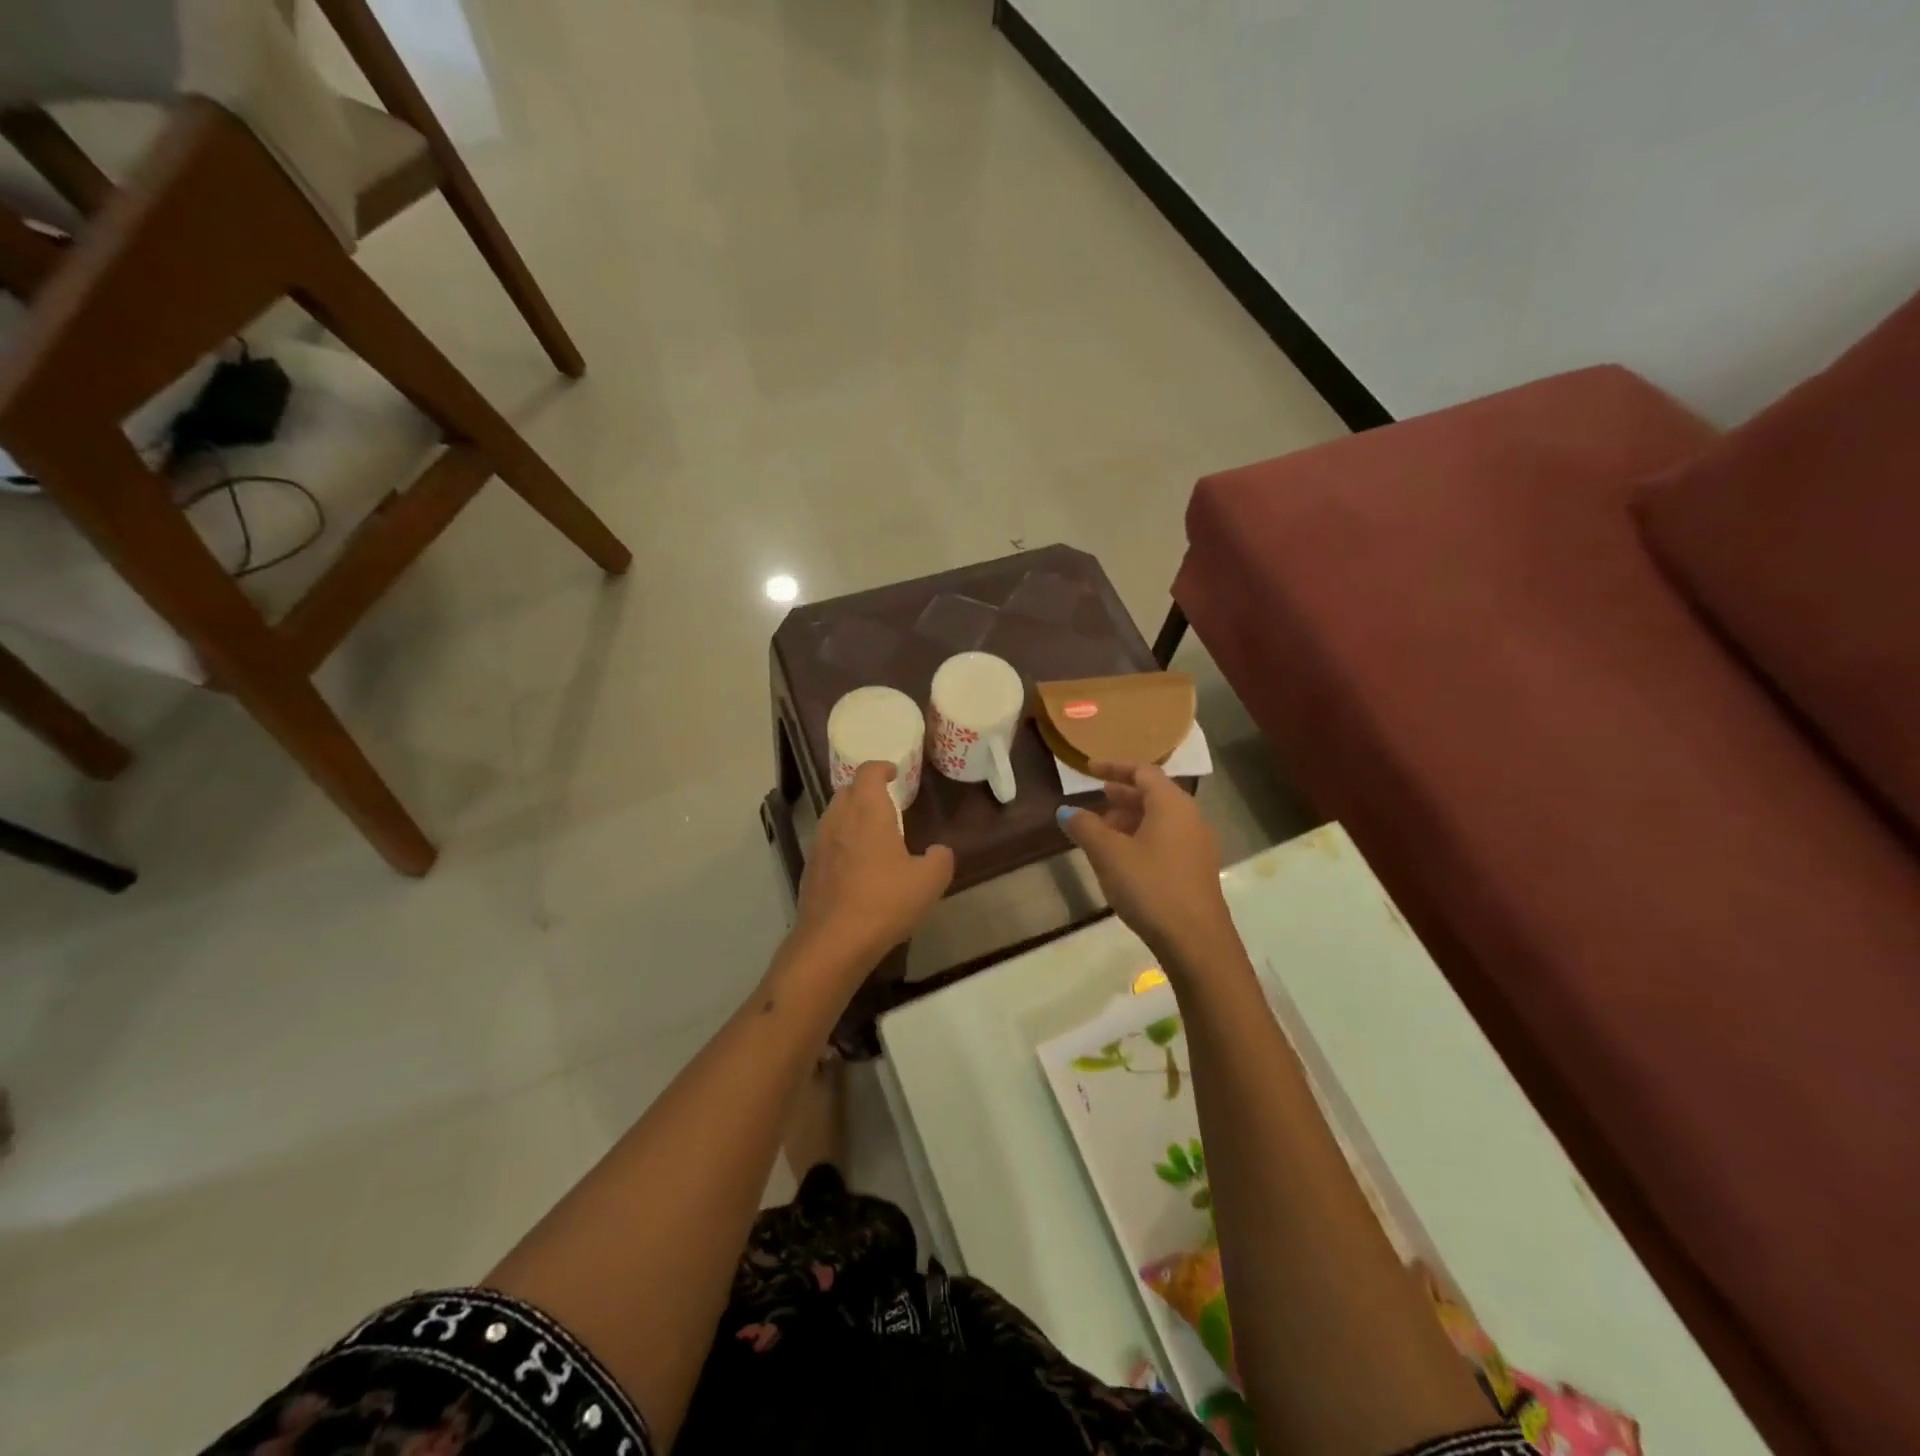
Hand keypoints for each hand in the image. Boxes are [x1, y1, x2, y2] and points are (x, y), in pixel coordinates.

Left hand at [794, 762, 953, 972]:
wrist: (833, 942)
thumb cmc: (884, 902)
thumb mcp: (930, 881)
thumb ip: (940, 859)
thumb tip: (938, 851)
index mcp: (868, 813)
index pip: (868, 773)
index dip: (881, 768)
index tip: (894, 772)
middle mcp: (839, 820)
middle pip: (847, 791)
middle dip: (865, 790)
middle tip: (886, 801)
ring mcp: (820, 845)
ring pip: (833, 816)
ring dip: (851, 815)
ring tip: (872, 832)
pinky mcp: (810, 870)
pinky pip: (827, 843)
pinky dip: (842, 842)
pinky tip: (856, 865)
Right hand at [1058, 762, 1236, 968]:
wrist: (1196, 941)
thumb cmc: (1150, 887)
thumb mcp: (1109, 854)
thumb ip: (1085, 827)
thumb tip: (1066, 811)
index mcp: (1172, 804)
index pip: (1143, 772)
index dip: (1114, 767)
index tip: (1089, 770)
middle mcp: (1190, 817)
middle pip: (1154, 794)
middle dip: (1122, 794)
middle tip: (1096, 798)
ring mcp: (1196, 844)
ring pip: (1160, 819)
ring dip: (1130, 818)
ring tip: (1103, 830)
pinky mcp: (1196, 869)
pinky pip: (1166, 839)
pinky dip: (1142, 837)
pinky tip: (1122, 858)